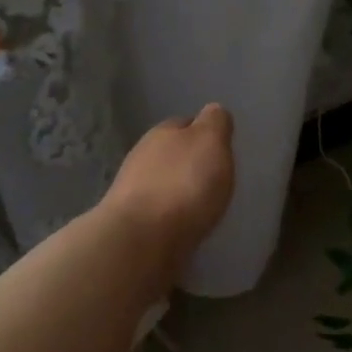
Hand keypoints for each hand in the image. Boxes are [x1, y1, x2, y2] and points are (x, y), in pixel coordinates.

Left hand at [103, 103, 235, 268]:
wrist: (142, 240)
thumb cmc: (184, 184)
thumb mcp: (211, 142)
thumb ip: (215, 123)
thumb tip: (213, 111)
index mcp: (163, 133)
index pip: (185, 123)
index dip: (204, 133)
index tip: (220, 148)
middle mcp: (143, 156)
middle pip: (171, 154)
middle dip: (189, 163)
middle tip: (213, 178)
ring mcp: (132, 192)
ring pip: (162, 183)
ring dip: (178, 190)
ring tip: (201, 205)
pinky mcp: (131, 224)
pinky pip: (157, 212)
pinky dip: (170, 215)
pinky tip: (183, 225)